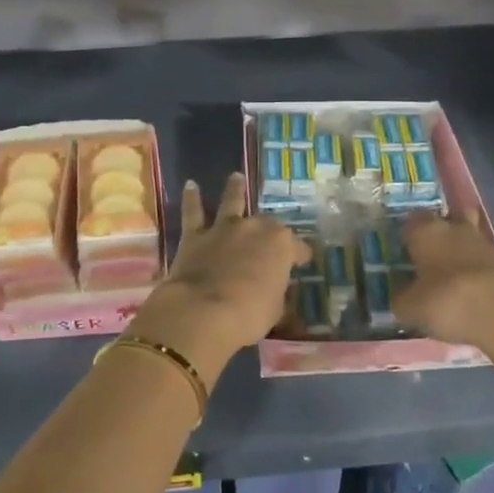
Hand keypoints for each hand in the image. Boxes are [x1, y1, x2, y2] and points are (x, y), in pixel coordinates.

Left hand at [125, 173, 308, 382]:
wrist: (203, 312)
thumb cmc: (248, 315)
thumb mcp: (275, 310)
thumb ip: (276, 294)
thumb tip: (275, 292)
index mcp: (281, 245)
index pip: (298, 248)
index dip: (301, 255)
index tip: (303, 262)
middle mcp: (255, 228)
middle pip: (267, 224)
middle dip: (271, 229)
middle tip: (272, 235)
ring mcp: (224, 228)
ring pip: (232, 201)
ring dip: (234, 189)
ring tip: (235, 177)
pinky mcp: (196, 235)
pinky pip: (193, 212)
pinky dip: (192, 198)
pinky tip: (190, 185)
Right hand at [395, 209, 493, 347]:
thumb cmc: (445, 301)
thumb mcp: (410, 308)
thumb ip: (401, 299)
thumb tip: (399, 297)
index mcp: (425, 231)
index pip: (411, 220)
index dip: (407, 234)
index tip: (404, 250)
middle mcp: (454, 228)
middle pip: (446, 220)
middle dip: (439, 233)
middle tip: (429, 256)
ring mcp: (484, 243)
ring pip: (468, 237)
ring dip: (461, 250)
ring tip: (452, 275)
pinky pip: (484, 260)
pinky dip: (477, 269)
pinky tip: (471, 289)